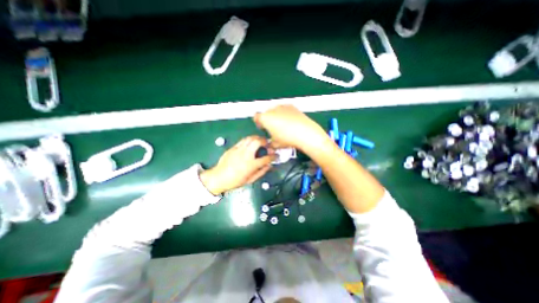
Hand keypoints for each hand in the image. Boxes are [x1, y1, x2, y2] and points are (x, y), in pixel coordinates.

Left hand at [199, 136, 277, 194]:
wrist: (219, 178)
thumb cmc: (235, 181)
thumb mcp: (250, 180)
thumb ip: (261, 171)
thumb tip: (269, 165)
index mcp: (251, 165)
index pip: (266, 158)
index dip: (273, 156)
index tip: (275, 155)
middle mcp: (246, 155)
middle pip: (258, 142)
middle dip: (265, 141)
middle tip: (267, 144)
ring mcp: (239, 150)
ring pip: (250, 138)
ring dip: (257, 138)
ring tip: (259, 141)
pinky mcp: (233, 148)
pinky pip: (243, 140)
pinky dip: (249, 140)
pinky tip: (250, 143)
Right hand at [254, 106, 327, 150]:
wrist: (305, 133)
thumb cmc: (288, 139)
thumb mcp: (275, 144)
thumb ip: (269, 143)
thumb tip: (270, 144)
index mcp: (265, 118)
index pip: (256, 117)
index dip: (258, 123)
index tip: (262, 128)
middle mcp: (272, 110)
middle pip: (266, 113)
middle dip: (268, 120)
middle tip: (273, 128)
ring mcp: (282, 107)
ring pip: (275, 111)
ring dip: (276, 116)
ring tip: (283, 126)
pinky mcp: (292, 106)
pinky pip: (284, 109)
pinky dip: (285, 114)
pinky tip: (290, 122)